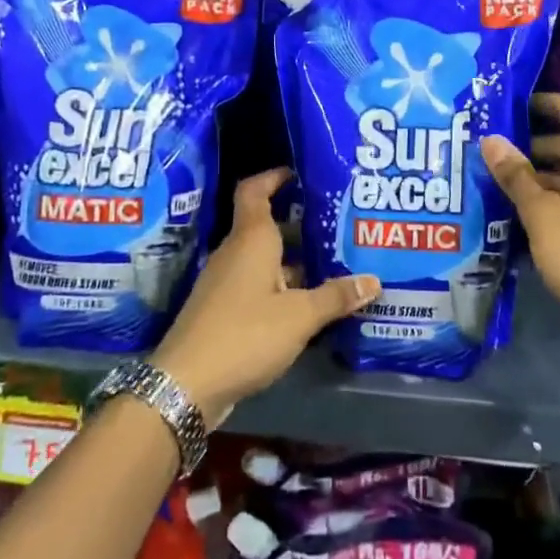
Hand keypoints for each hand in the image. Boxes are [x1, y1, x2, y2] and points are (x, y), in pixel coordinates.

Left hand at [153, 169, 378, 427]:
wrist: (185, 385)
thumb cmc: (244, 335)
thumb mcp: (299, 317)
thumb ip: (335, 297)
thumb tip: (374, 280)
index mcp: (251, 240)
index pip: (255, 191)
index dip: (274, 177)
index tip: (299, 173)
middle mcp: (236, 254)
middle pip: (267, 226)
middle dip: (301, 224)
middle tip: (338, 224)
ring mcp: (227, 283)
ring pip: (266, 259)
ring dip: (296, 260)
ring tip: (335, 263)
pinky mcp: (224, 311)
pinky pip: (259, 285)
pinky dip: (284, 287)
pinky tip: (310, 303)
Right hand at [482, 93, 559, 380]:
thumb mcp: (543, 215)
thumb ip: (516, 176)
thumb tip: (491, 139)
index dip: (551, 103)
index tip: (518, 104)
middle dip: (536, 143)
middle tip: (496, 149)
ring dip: (543, 173)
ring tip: (501, 181)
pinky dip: (555, 196)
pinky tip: (525, 214)